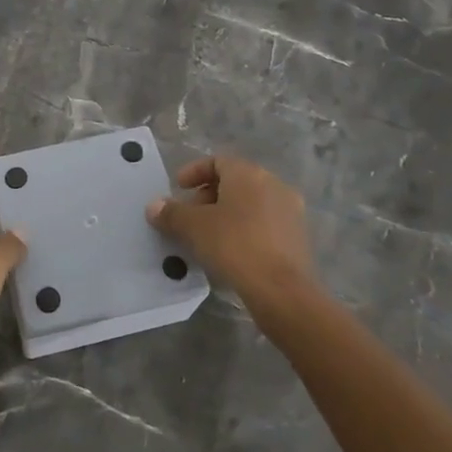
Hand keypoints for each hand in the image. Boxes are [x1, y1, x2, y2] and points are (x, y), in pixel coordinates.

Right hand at [146, 154, 314, 308]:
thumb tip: (154, 206)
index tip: (178, 188)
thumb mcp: (193, 227)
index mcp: (248, 174)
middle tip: (189, 216)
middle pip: (235, 182)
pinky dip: (245, 228)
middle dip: (208, 195)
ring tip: (207, 235)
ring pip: (250, 203)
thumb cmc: (233, 245)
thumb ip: (171, 213)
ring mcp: (290, 210)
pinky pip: (264, 223)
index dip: (193, 172)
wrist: (281, 290)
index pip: (217, 161)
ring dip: (227, 213)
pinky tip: (230, 250)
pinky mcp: (298, 236)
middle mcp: (273, 184)